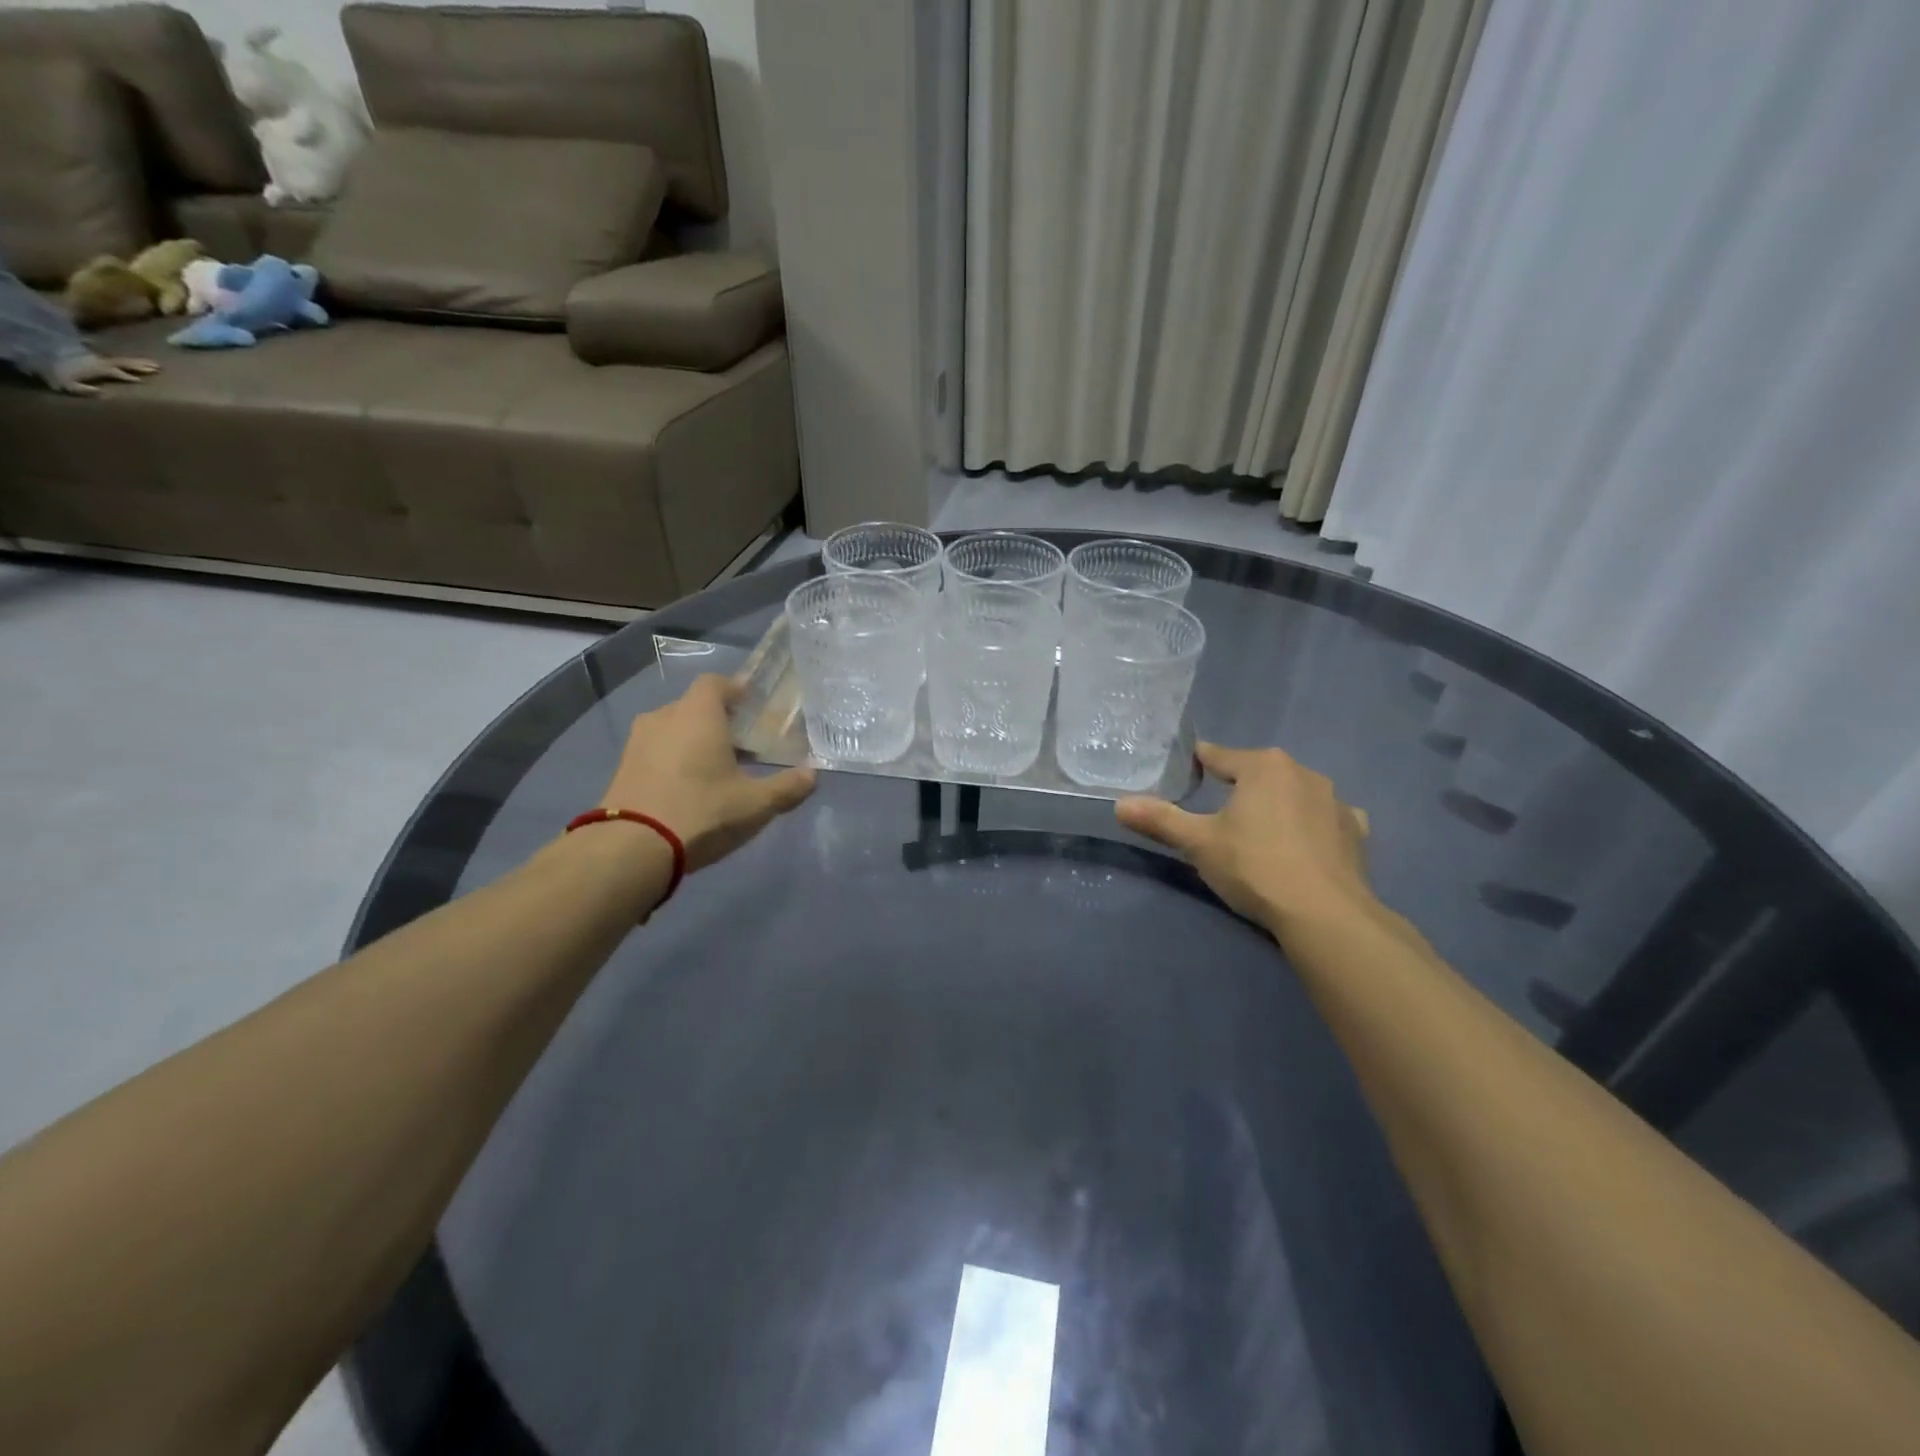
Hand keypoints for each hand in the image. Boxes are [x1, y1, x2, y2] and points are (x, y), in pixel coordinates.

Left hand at [45, 354, 158, 396]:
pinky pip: (114, 357)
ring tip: (154, 364)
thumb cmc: (56, 374)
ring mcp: (97, 357)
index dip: (129, 376)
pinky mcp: (94, 356)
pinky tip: (131, 360)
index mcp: (98, 369)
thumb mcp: (69, 385)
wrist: (38, 354)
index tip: (142, 381)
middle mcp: (100, 361)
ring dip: (137, 362)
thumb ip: (86, 390)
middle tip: (158, 367)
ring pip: (121, 359)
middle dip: (140, 365)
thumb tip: (106, 394)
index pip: (118, 373)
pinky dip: (126, 359)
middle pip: (124, 363)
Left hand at [599, 675, 815, 871]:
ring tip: (716, 770)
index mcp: (697, 714)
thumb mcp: (756, 804)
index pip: (716, 683)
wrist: (631, 849)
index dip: (736, 690)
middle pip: (695, 707)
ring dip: (694, 743)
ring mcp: (637, 743)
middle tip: (742, 746)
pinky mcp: (622, 770)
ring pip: (673, 731)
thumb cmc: (702, 811)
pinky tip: (688, 789)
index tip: (754, 708)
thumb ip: (787, 787)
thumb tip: (812, 775)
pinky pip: (656, 753)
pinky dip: (673, 761)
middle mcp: (664, 718)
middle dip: (719, 721)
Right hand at [1117, 743, 1374, 931]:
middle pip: (1259, 772)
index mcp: (1263, 766)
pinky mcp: (1357, 831)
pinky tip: (1304, 846)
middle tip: (1220, 815)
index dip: (1199, 764)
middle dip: (1241, 787)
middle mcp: (1303, 772)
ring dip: (1278, 805)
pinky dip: (1313, 826)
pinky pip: (1326, 818)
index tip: (1187, 775)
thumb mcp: (1198, 844)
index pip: (1219, 756)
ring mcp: (1336, 801)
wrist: (1325, 914)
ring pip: (1295, 793)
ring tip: (1262, 832)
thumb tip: (1120, 804)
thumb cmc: (1255, 867)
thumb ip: (1160, 820)